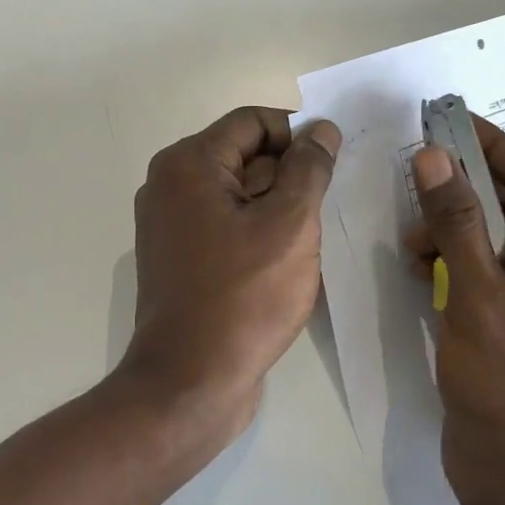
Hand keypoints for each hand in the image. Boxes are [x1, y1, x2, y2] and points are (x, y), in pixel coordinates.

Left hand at [121, 107, 341, 436]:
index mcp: (188, 164)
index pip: (252, 122)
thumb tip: (321, 129)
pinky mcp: (180, 258)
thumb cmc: (243, 297)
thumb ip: (308, 168)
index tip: (334, 161)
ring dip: (278, 206)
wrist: (190, 383)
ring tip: (314, 234)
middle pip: (243, 156)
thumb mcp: (289, 224)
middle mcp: (170, 185)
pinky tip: (289, 259)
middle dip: (290, 173)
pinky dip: (258, 231)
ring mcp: (171, 225)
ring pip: (238, 194)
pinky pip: (226, 226)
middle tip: (329, 202)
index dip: (297, 133)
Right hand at [405, 117, 504, 504]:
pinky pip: (491, 272)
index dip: (492, 148)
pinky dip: (457, 262)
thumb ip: (455, 222)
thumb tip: (432, 156)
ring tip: (413, 242)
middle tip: (417, 175)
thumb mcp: (476, 297)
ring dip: (454, 231)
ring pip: (499, 241)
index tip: (447, 123)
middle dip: (465, 194)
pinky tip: (422, 268)